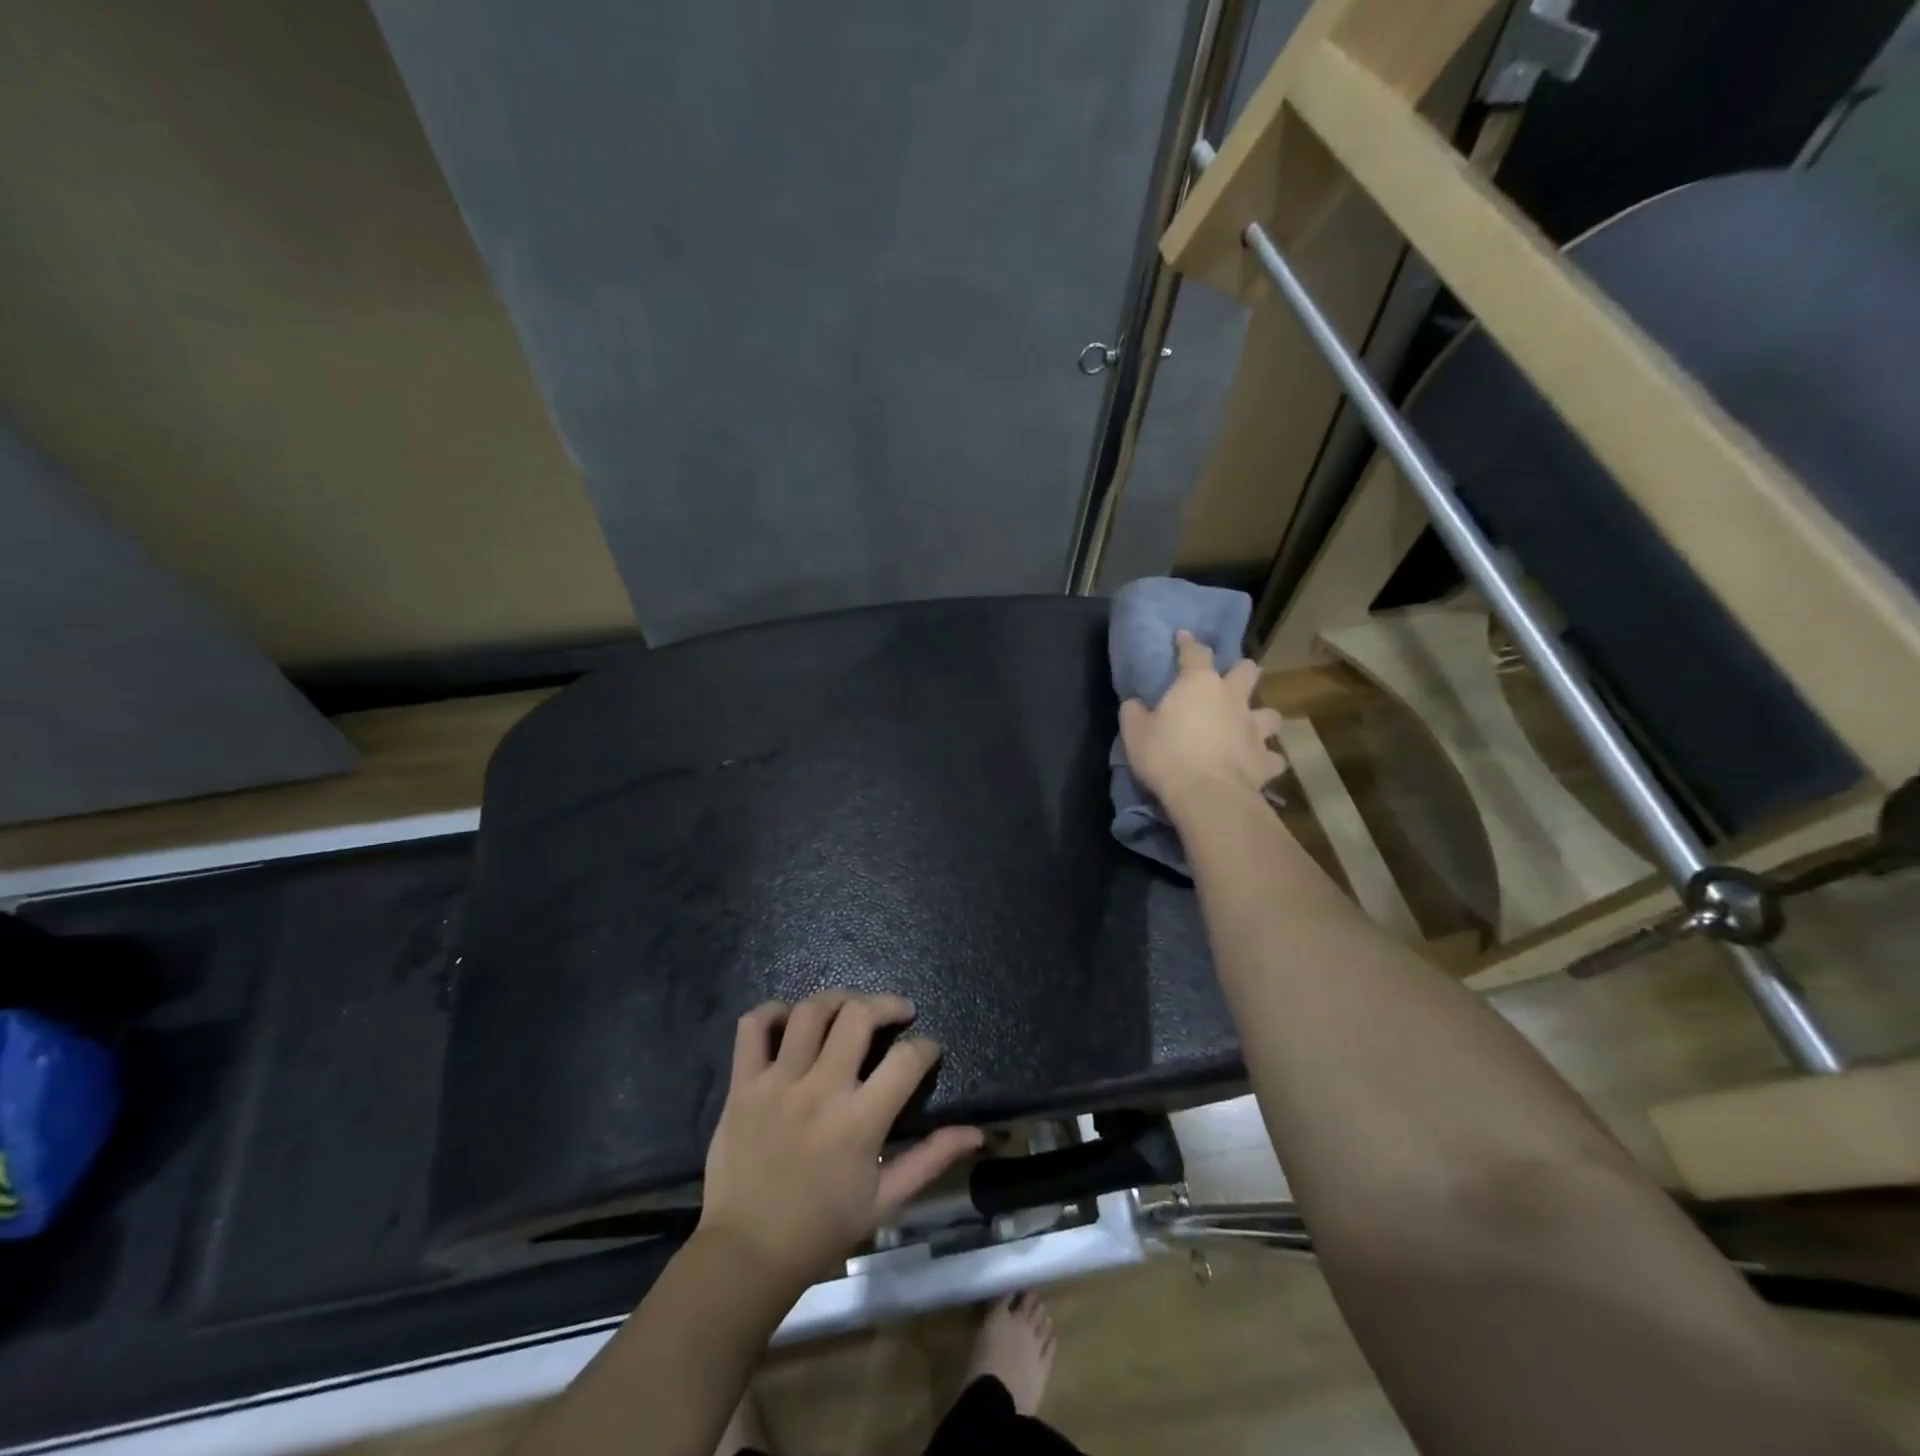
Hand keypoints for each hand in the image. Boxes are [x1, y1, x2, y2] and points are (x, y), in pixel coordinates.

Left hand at [697, 990, 983, 1292]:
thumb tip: (977, 1132)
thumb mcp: (885, 1201)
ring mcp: (776, 1083)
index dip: (926, 1047)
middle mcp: (819, 1091)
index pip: (906, 1060)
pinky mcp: (742, 1084)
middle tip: (898, 1012)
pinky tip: (792, 1019)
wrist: (746, 1255)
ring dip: (838, 999)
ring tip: (851, 1009)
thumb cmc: (821, 1229)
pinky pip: (753, 1026)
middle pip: (858, 1015)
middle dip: (887, 1004)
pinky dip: (773, 1010)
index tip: (928, 1051)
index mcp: (858, 1122)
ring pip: (810, 1011)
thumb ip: (931, 1159)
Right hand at [1120, 630, 1285, 811]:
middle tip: (1231, 681)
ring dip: (1261, 718)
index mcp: (1199, 684)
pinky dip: (1266, 760)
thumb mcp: (1135, 733)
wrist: (1207, 794)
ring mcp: (1254, 729)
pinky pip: (1273, 758)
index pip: (1195, 652)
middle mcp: (1233, 699)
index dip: (1188, 643)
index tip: (1183, 636)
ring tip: (1251, 727)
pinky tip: (1259, 765)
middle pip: (1247, 672)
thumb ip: (1134, 713)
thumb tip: (1134, 704)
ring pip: (1270, 714)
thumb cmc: (1166, 755)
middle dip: (1242, 671)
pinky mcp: (1266, 761)